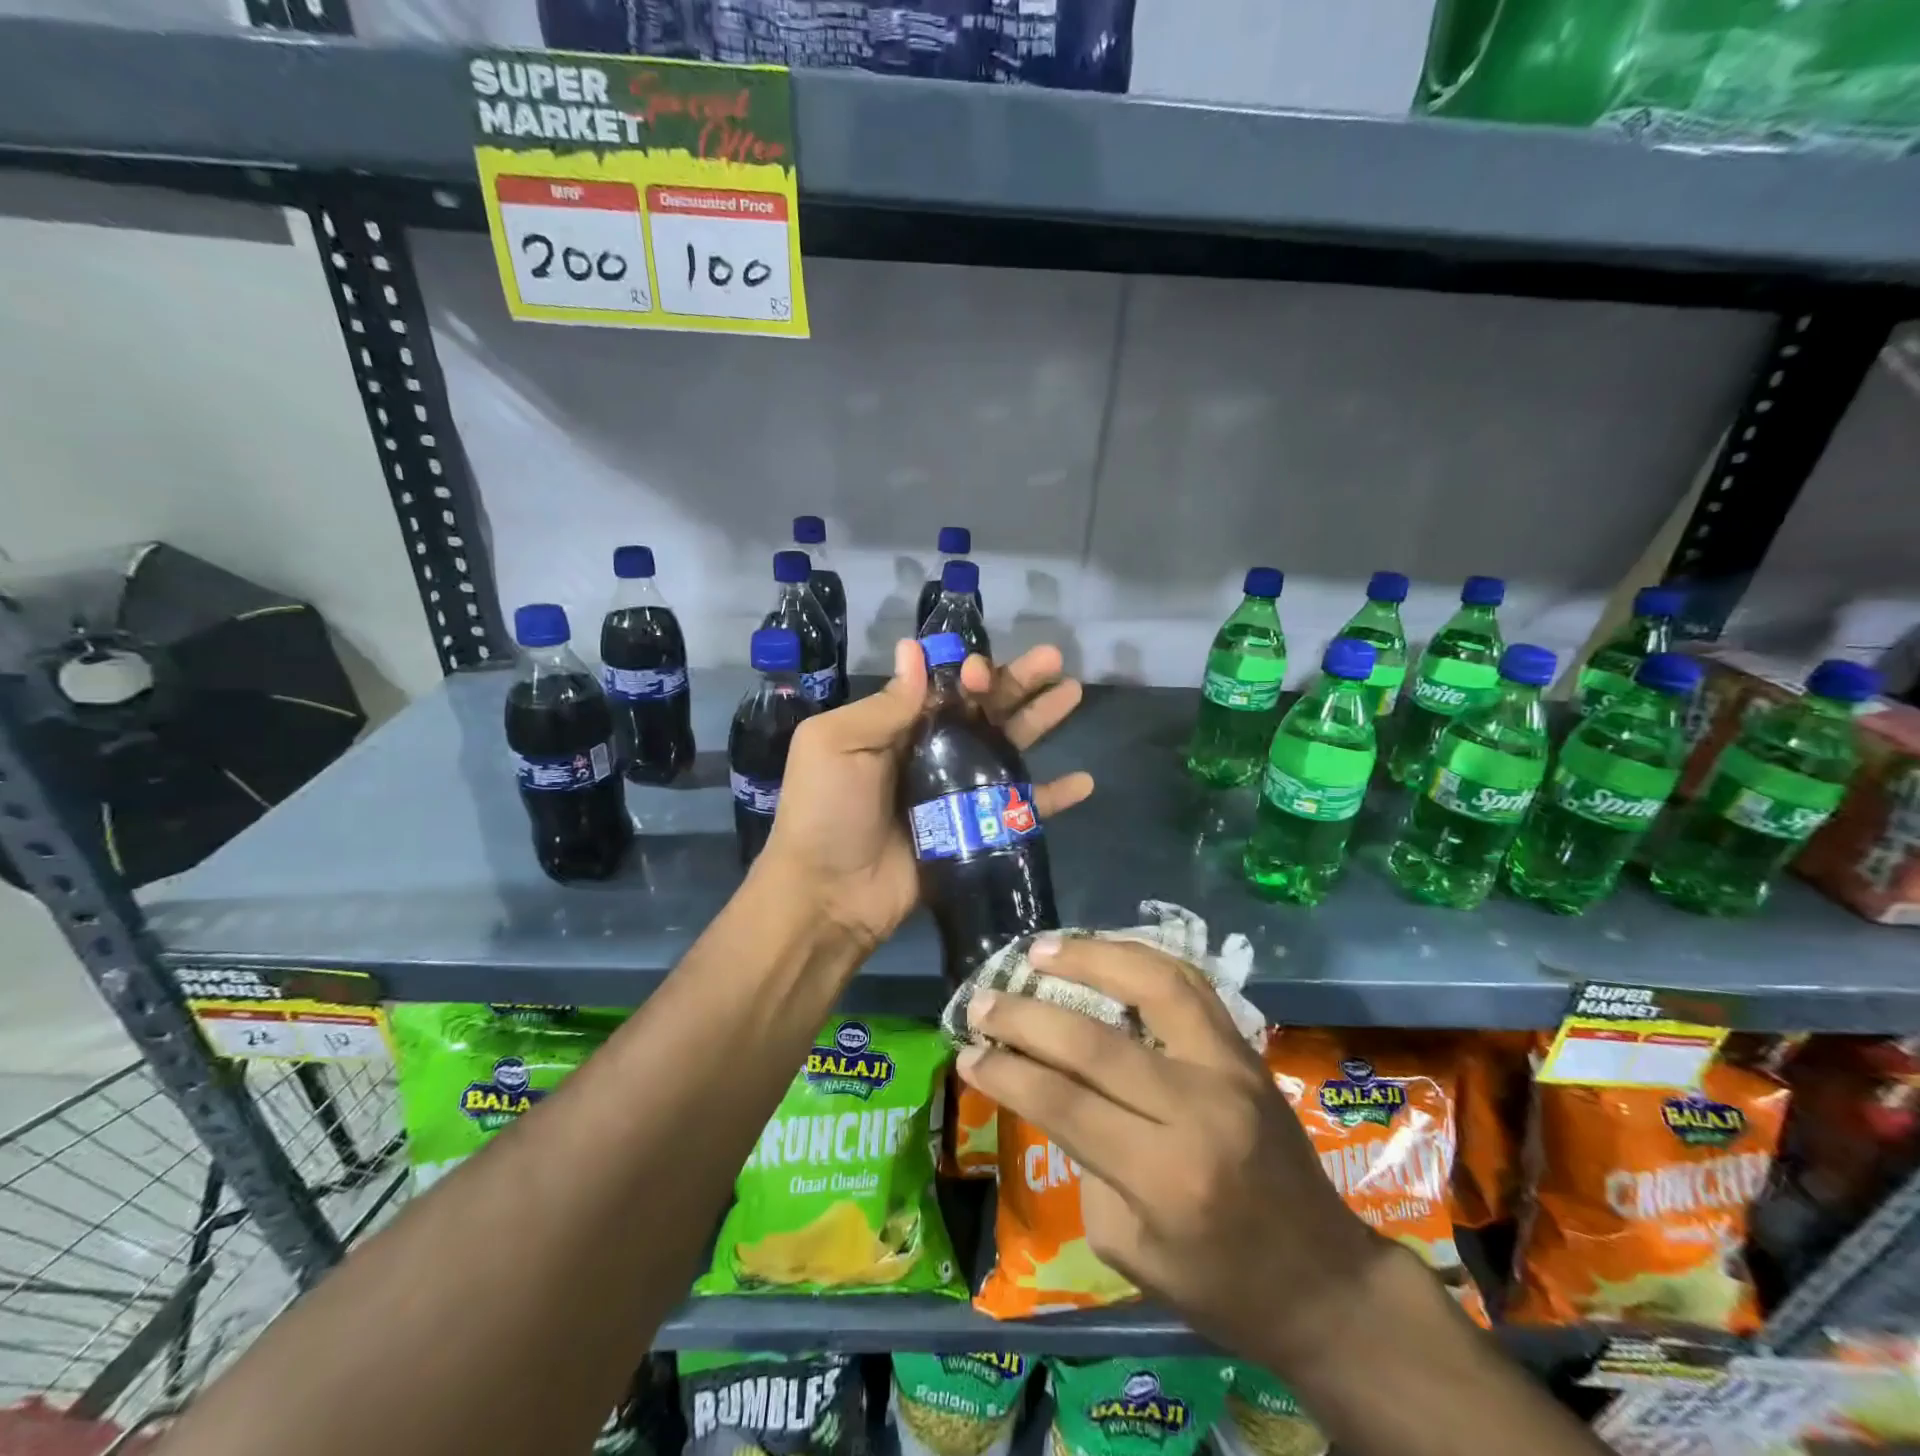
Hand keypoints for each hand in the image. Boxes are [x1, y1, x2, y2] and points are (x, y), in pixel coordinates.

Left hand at [761, 639, 1093, 954]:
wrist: (829, 896)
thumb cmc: (827, 812)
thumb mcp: (836, 745)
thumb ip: (884, 705)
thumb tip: (915, 649)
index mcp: (896, 728)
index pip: (944, 688)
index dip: (969, 673)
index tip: (986, 670)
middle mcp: (930, 754)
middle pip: (983, 711)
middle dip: (1017, 683)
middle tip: (1055, 661)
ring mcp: (956, 794)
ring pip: (1007, 749)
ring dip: (1040, 721)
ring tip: (1073, 694)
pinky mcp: (974, 832)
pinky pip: (1020, 809)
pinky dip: (1052, 796)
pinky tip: (1084, 781)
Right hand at [957, 937, 1381, 1367]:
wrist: (1325, 1280)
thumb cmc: (1220, 1284)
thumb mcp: (1131, 1249)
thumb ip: (1086, 1163)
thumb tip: (1050, 1089)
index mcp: (1166, 1176)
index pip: (1066, 1105)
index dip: (1008, 1073)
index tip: (968, 1053)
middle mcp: (1199, 1108)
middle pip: (1097, 1043)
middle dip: (1027, 1017)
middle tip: (983, 1001)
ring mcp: (1230, 1067)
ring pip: (1154, 985)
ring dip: (1090, 958)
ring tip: (1041, 949)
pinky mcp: (1245, 1049)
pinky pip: (1189, 983)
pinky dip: (1140, 958)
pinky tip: (1104, 950)